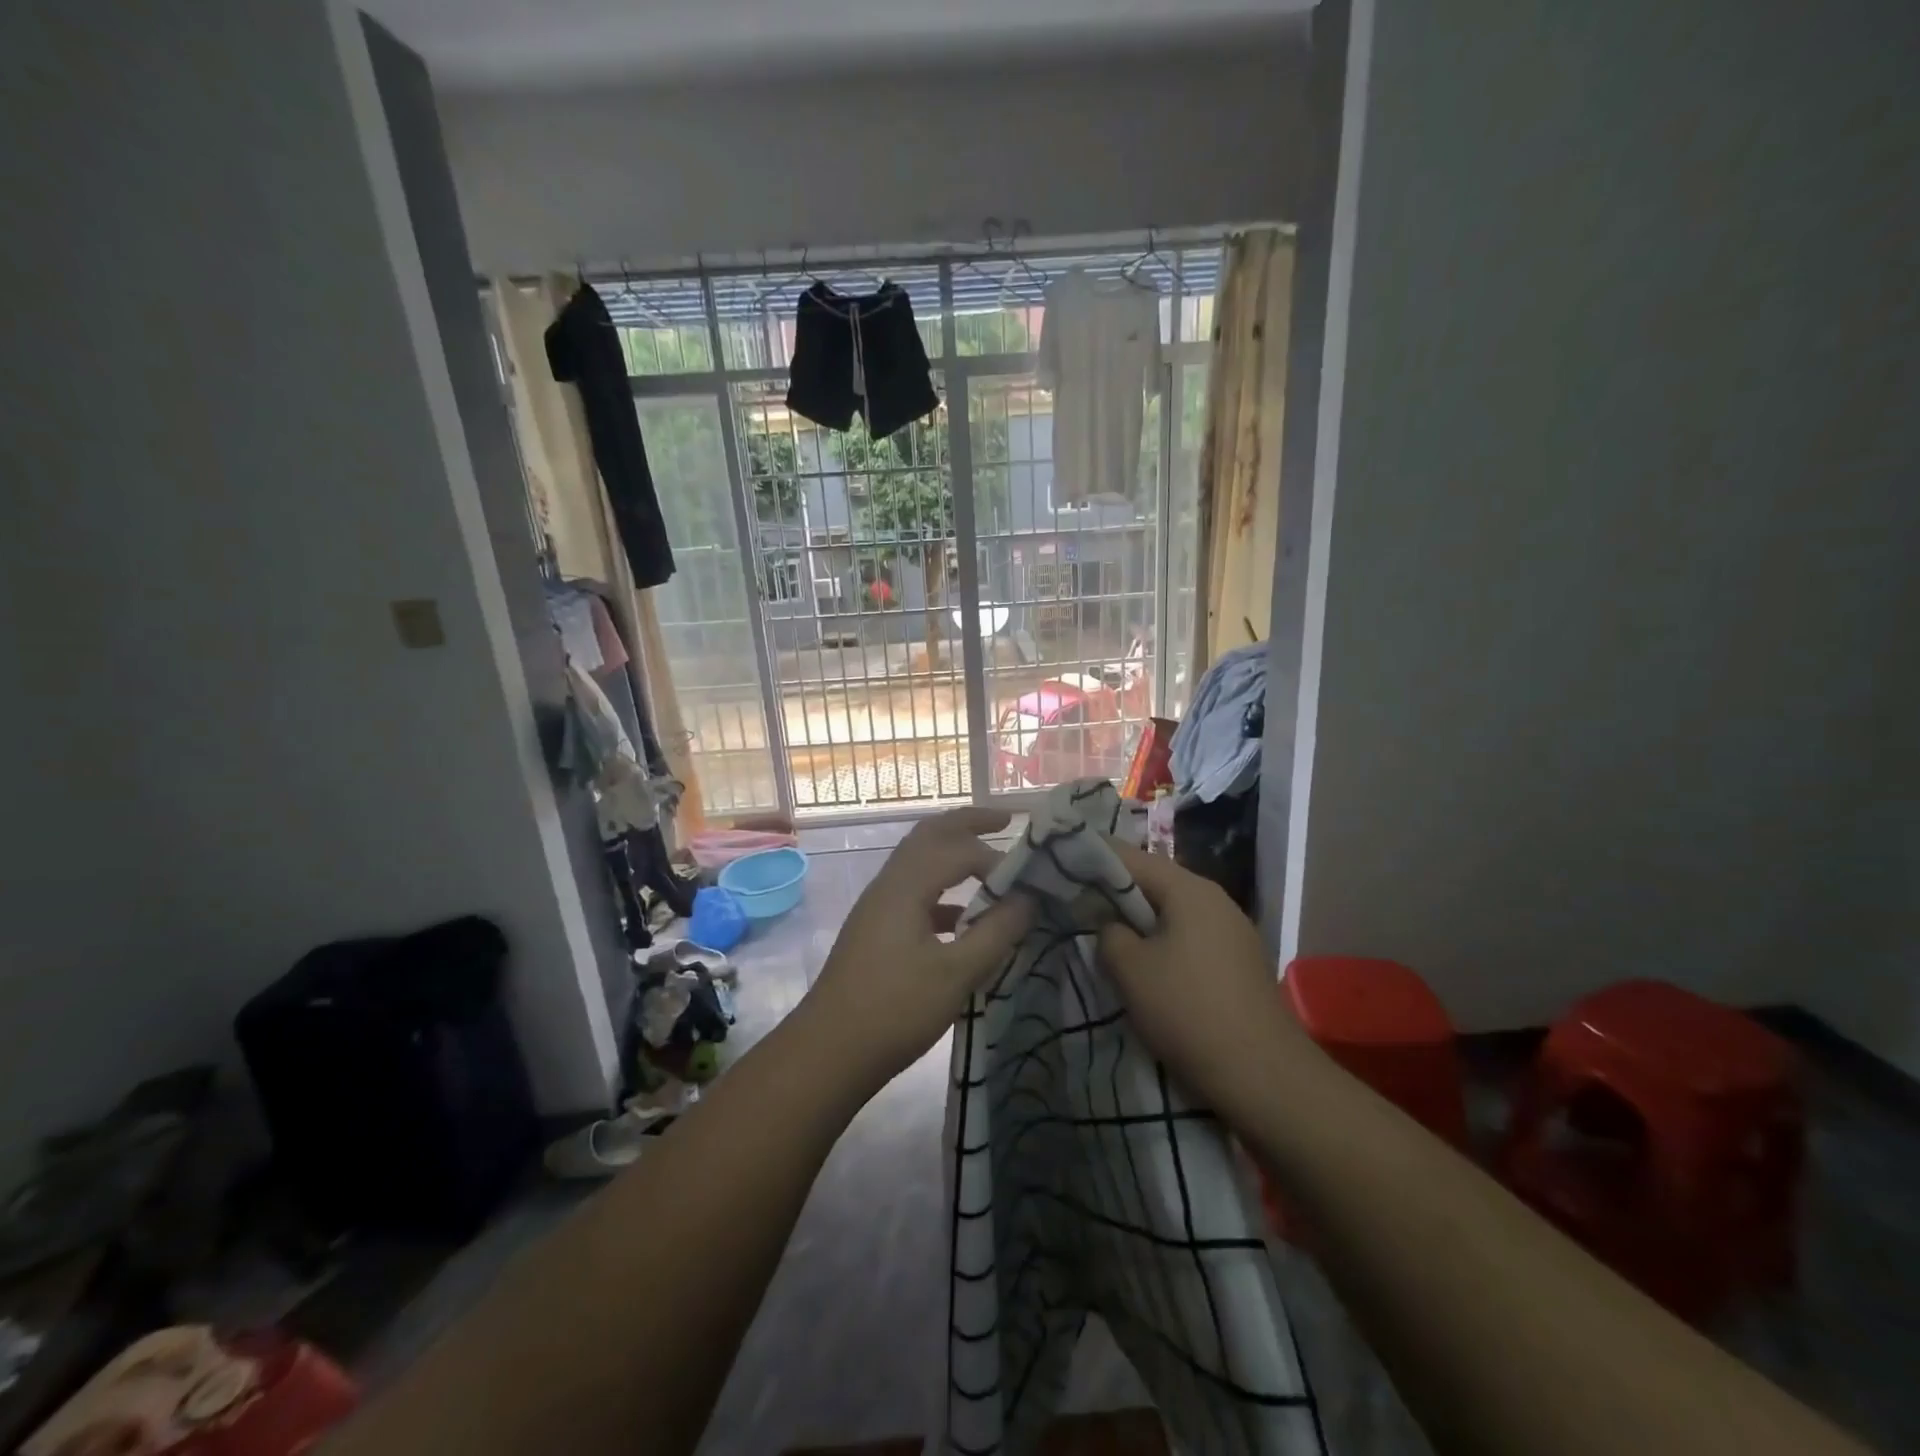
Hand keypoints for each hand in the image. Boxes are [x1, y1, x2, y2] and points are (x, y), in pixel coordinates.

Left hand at [800, 808, 1033, 1087]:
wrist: (829, 1051)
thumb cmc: (895, 1010)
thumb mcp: (956, 974)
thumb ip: (996, 932)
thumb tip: (1028, 899)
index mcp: (905, 886)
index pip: (958, 849)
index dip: (997, 859)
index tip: (1029, 884)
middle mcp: (889, 883)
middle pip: (930, 834)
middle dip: (968, 822)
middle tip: (1006, 819)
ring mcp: (878, 905)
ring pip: (919, 860)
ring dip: (953, 852)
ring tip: (990, 860)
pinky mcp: (876, 928)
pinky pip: (914, 891)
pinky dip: (943, 891)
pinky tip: (965, 918)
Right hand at [1094, 840, 1305, 1114]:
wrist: (1264, 1077)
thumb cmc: (1188, 1011)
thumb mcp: (1130, 969)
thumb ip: (1108, 933)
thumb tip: (1110, 924)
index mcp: (1189, 890)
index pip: (1131, 857)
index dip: (1093, 858)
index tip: (1062, 866)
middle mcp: (1215, 900)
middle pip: (1154, 883)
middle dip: (1114, 893)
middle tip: (1075, 905)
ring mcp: (1233, 932)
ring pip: (1172, 913)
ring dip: (1138, 922)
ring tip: (1104, 938)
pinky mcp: (1239, 964)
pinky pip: (1190, 938)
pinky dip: (1162, 943)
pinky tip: (1145, 967)